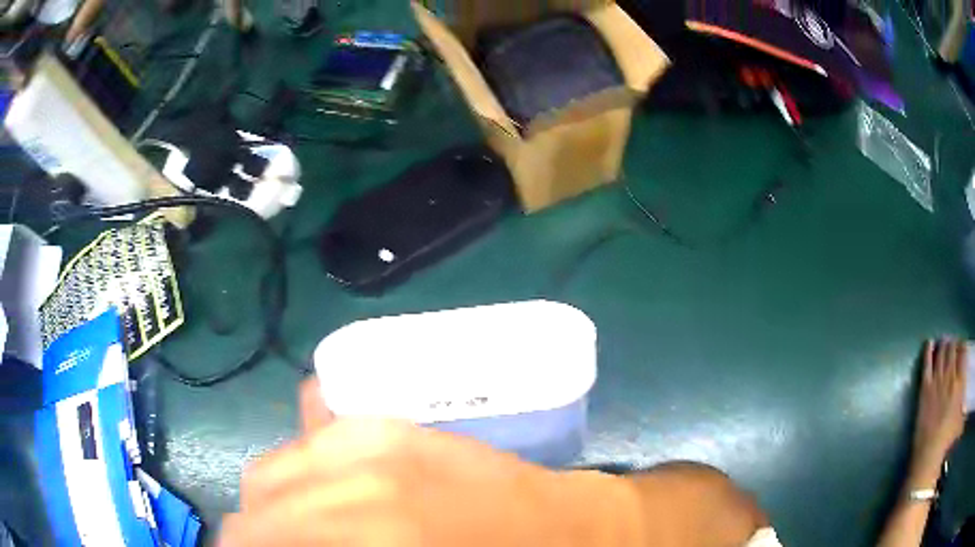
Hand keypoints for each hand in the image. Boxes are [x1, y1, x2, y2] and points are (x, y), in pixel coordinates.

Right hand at [218, 381, 639, 546]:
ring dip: (274, 502)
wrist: (572, 531)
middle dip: (255, 529)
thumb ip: (326, 542)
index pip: (253, 532)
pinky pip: (313, 442)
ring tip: (298, 529)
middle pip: (259, 494)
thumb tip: (281, 539)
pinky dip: (301, 473)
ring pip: (277, 466)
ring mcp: (377, 436)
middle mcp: (357, 469)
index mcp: (366, 527)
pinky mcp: (395, 426)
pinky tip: (324, 498)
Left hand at [911, 339, 967, 481]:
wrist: (929, 454)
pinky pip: (926, 365)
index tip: (962, 344)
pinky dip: (928, 352)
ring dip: (943, 345)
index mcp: (960, 382)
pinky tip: (929, 343)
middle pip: (952, 351)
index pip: (963, 354)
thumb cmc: (947, 441)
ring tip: (944, 340)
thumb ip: (965, 410)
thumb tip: (968, 415)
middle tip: (953, 341)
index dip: (962, 346)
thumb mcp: (961, 421)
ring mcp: (936, 382)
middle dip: (953, 343)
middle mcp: (949, 377)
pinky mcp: (924, 391)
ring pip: (940, 354)